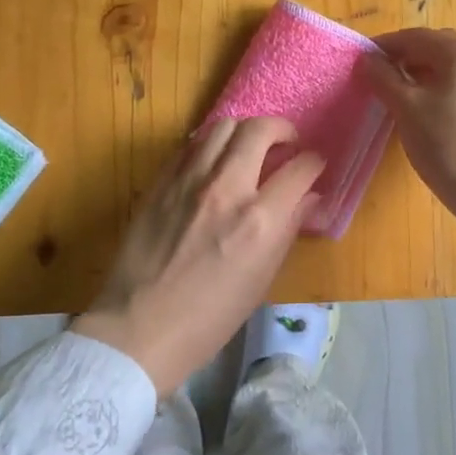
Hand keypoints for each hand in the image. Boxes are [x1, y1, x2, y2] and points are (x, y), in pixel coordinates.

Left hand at [71, 117, 324, 394]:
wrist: (140, 328)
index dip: (314, 163)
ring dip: (245, 131)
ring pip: (223, 126)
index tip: (314, 166)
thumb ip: (288, 230)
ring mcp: (188, 180)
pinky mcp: (160, 182)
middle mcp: (226, 189)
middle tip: (286, 144)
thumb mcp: (262, 280)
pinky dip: (211, 145)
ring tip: (249, 148)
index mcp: (259, 221)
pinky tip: (214, 162)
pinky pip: (191, 145)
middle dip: (282, 130)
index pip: (299, 169)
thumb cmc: (210, 318)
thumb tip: (309, 198)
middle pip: (260, 131)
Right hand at [357, 28, 455, 225]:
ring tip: (402, 97)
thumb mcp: (407, 109)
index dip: (385, 46)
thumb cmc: (447, 145)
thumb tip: (368, 59)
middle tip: (380, 78)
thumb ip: (384, 78)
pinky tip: (431, 114)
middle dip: (407, 59)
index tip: (362, 59)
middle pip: (439, 49)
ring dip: (426, 76)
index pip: (416, 37)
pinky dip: (445, 91)